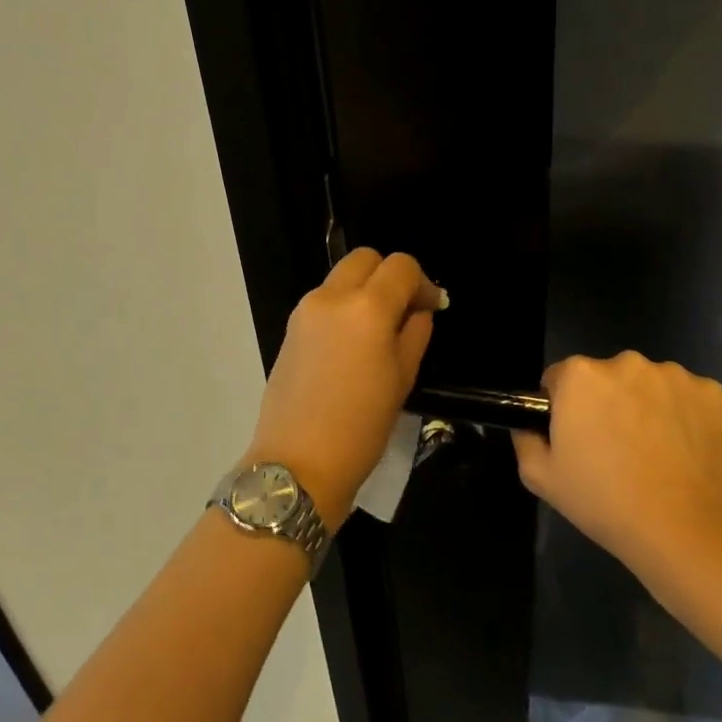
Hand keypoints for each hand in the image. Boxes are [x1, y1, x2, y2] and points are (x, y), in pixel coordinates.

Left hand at [245, 249, 443, 528]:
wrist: (297, 463)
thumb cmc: (361, 427)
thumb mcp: (403, 379)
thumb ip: (414, 333)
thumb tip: (418, 310)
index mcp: (367, 307)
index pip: (401, 267)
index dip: (423, 283)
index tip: (431, 309)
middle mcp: (332, 296)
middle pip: (365, 258)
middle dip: (390, 276)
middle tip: (404, 311)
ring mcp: (305, 310)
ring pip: (342, 277)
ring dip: (364, 289)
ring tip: (378, 331)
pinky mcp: (290, 327)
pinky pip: (324, 300)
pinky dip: (343, 306)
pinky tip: (352, 345)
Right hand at [511, 351, 721, 590]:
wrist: (685, 533)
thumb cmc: (604, 502)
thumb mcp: (541, 477)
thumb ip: (526, 439)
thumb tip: (531, 425)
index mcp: (580, 375)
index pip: (560, 378)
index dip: (564, 408)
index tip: (577, 438)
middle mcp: (626, 362)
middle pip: (607, 377)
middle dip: (608, 403)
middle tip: (616, 449)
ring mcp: (675, 376)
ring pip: (650, 385)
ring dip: (648, 406)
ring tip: (657, 454)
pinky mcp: (716, 395)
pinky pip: (690, 398)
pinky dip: (687, 417)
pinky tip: (687, 452)